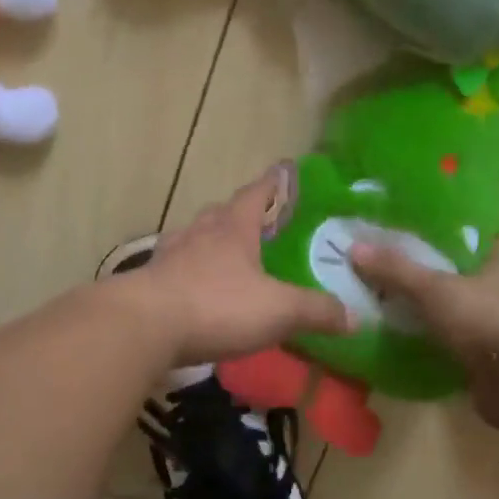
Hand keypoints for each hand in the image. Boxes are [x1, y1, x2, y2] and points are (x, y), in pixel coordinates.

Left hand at [123, 167, 353, 365]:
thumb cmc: (216, 305)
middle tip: (259, 224)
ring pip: (194, 238)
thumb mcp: (278, 310)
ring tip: (227, 256)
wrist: (143, 326)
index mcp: (232, 228)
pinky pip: (176, 269)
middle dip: (239, 213)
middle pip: (220, 212)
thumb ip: (316, 310)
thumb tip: (355, 317)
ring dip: (210, 242)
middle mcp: (199, 233)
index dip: (273, 183)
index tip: (282, 172)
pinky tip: (197, 290)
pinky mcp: (151, 283)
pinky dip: (190, 273)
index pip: (257, 193)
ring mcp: (170, 256)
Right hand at [351, 240, 498, 431]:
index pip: (463, 232)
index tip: (398, 226)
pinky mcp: (486, 353)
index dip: (433, 228)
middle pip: (452, 269)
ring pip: (449, 304)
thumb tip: (353, 248)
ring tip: (380, 296)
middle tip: (379, 262)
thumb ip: (395, 269)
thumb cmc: (484, 317)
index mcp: (497, 256)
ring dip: (423, 304)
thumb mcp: (433, 287)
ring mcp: (494, 320)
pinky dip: (427, 335)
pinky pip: (448, 336)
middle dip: (420, 268)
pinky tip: (397, 331)